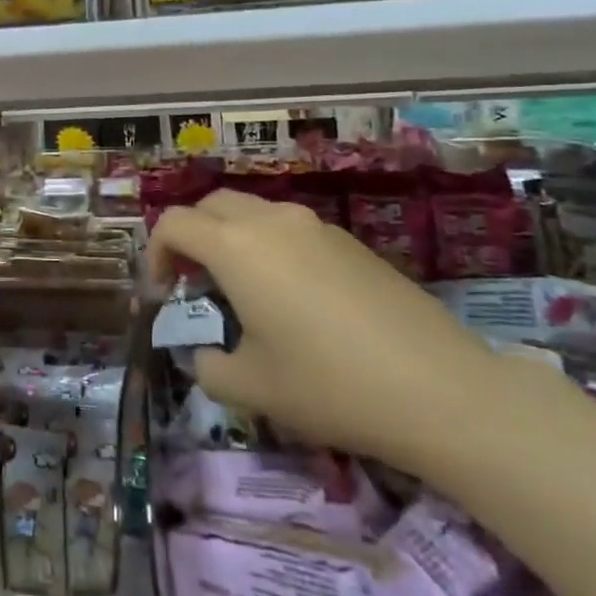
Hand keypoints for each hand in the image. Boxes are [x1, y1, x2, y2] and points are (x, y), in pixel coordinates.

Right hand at [148, 190, 499, 470]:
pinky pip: (291, 230)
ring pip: (254, 212)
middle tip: (193, 283)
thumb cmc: (328, 384)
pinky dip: (270, 248)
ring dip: (231, 239)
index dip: (154, 254)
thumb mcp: (250, 388)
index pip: (173, 224)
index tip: (161, 295)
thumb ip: (206, 366)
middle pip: (211, 205)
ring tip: (242, 291)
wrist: (441, 390)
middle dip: (190, 236)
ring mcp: (316, 227)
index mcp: (236, 247)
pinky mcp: (351, 242)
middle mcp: (271, 221)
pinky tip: (293, 299)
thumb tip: (205, 354)